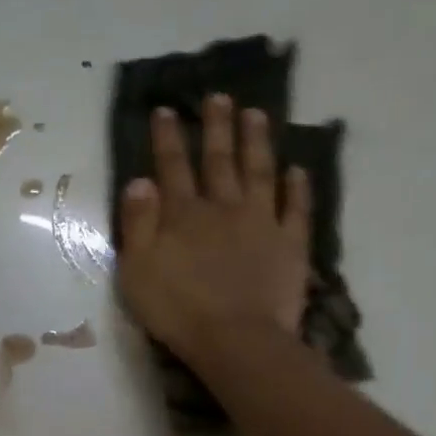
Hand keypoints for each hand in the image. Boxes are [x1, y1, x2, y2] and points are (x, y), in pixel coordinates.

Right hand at [117, 94, 311, 364]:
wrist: (234, 338)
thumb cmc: (177, 310)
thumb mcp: (137, 271)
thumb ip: (137, 224)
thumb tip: (140, 182)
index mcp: (182, 215)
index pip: (172, 168)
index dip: (168, 139)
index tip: (166, 110)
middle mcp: (223, 208)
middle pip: (219, 160)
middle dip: (216, 127)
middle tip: (218, 97)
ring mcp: (261, 222)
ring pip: (259, 172)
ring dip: (256, 141)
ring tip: (256, 113)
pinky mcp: (289, 244)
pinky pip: (295, 208)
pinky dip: (297, 187)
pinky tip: (298, 169)